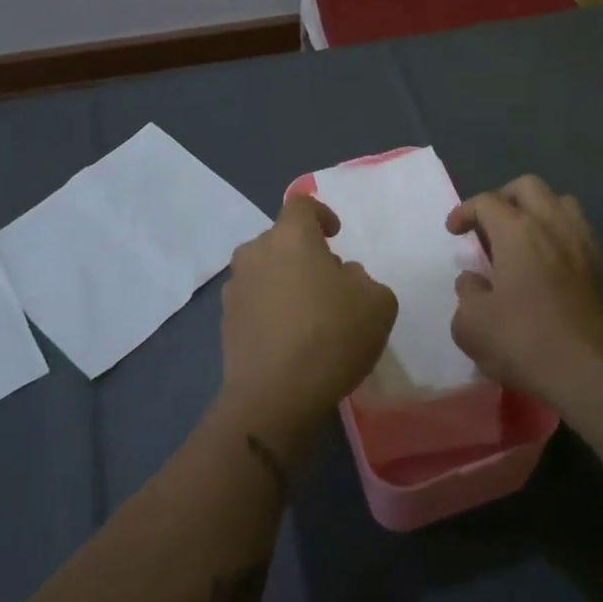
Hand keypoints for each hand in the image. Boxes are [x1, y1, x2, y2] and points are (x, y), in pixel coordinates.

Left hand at [218, 194, 397, 454]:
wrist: (273, 397)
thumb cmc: (331, 337)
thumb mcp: (377, 303)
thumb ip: (364, 279)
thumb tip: (343, 276)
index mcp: (291, 237)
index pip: (301, 204)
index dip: (321, 213)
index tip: (335, 234)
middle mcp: (255, 253)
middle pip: (281, 239)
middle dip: (304, 252)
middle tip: (328, 280)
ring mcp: (235, 288)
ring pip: (265, 270)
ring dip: (285, 280)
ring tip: (309, 312)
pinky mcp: (225, 322)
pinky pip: (254, 301)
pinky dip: (271, 308)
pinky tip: (290, 337)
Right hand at [446, 176, 602, 414]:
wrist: (595, 373)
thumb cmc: (525, 342)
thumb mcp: (472, 325)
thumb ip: (467, 294)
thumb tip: (474, 281)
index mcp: (518, 231)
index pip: (487, 201)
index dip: (465, 211)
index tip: (454, 230)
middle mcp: (554, 226)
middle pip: (529, 187)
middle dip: (504, 198)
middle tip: (490, 225)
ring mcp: (586, 244)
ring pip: (562, 203)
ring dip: (538, 212)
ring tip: (523, 240)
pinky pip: (580, 234)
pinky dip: (560, 238)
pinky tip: (551, 268)